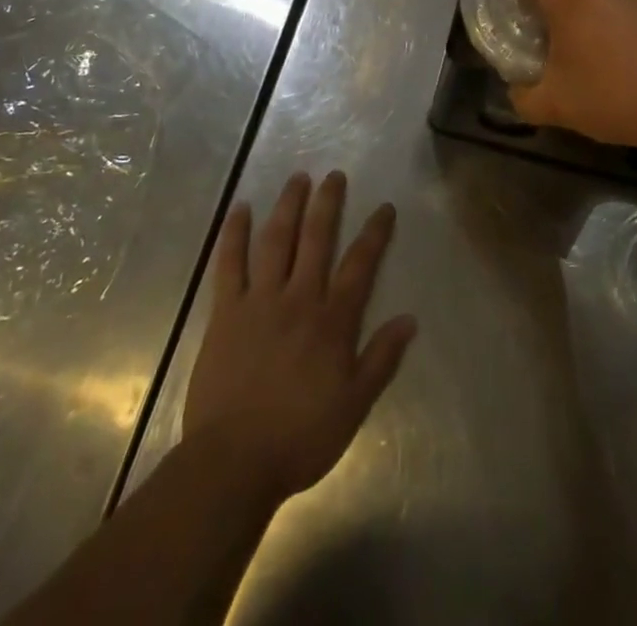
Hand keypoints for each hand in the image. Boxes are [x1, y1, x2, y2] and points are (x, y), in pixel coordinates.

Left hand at [183, 172, 416, 503]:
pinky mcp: (226, 312)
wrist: (234, 461)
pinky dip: (234, 233)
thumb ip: (382, 359)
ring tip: (297, 178)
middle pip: (317, 239)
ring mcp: (260, 300)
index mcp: (332, 321)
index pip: (360, 265)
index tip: (384, 207)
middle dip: (328, 203)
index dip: (375, 233)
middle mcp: (299, 298)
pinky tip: (240, 209)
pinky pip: (229, 264)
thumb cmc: (300, 437)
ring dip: (288, 206)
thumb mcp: (354, 405)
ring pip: (276, 241)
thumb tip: (410, 318)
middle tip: (334, 175)